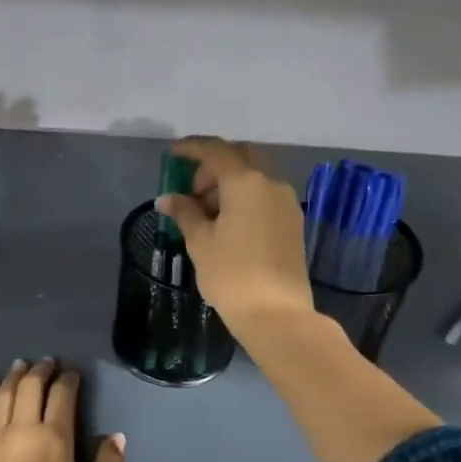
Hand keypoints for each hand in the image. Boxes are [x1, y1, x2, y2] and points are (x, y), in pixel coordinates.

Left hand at [0, 359, 124, 461]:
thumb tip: (115, 437)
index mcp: (54, 441)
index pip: (62, 396)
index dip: (69, 380)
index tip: (73, 373)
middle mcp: (22, 430)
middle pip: (30, 387)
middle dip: (41, 371)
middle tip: (48, 362)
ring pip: (3, 394)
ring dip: (14, 377)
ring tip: (21, 366)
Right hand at [155, 136, 314, 333]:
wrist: (276, 313)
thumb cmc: (231, 274)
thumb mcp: (200, 242)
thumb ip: (184, 213)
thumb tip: (167, 198)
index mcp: (246, 182)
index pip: (216, 151)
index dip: (192, 148)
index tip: (173, 154)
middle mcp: (271, 184)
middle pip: (241, 157)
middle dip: (214, 165)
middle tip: (192, 188)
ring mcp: (286, 203)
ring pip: (255, 177)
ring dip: (230, 183)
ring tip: (206, 212)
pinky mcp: (293, 222)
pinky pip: (265, 195)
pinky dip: (244, 197)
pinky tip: (228, 223)